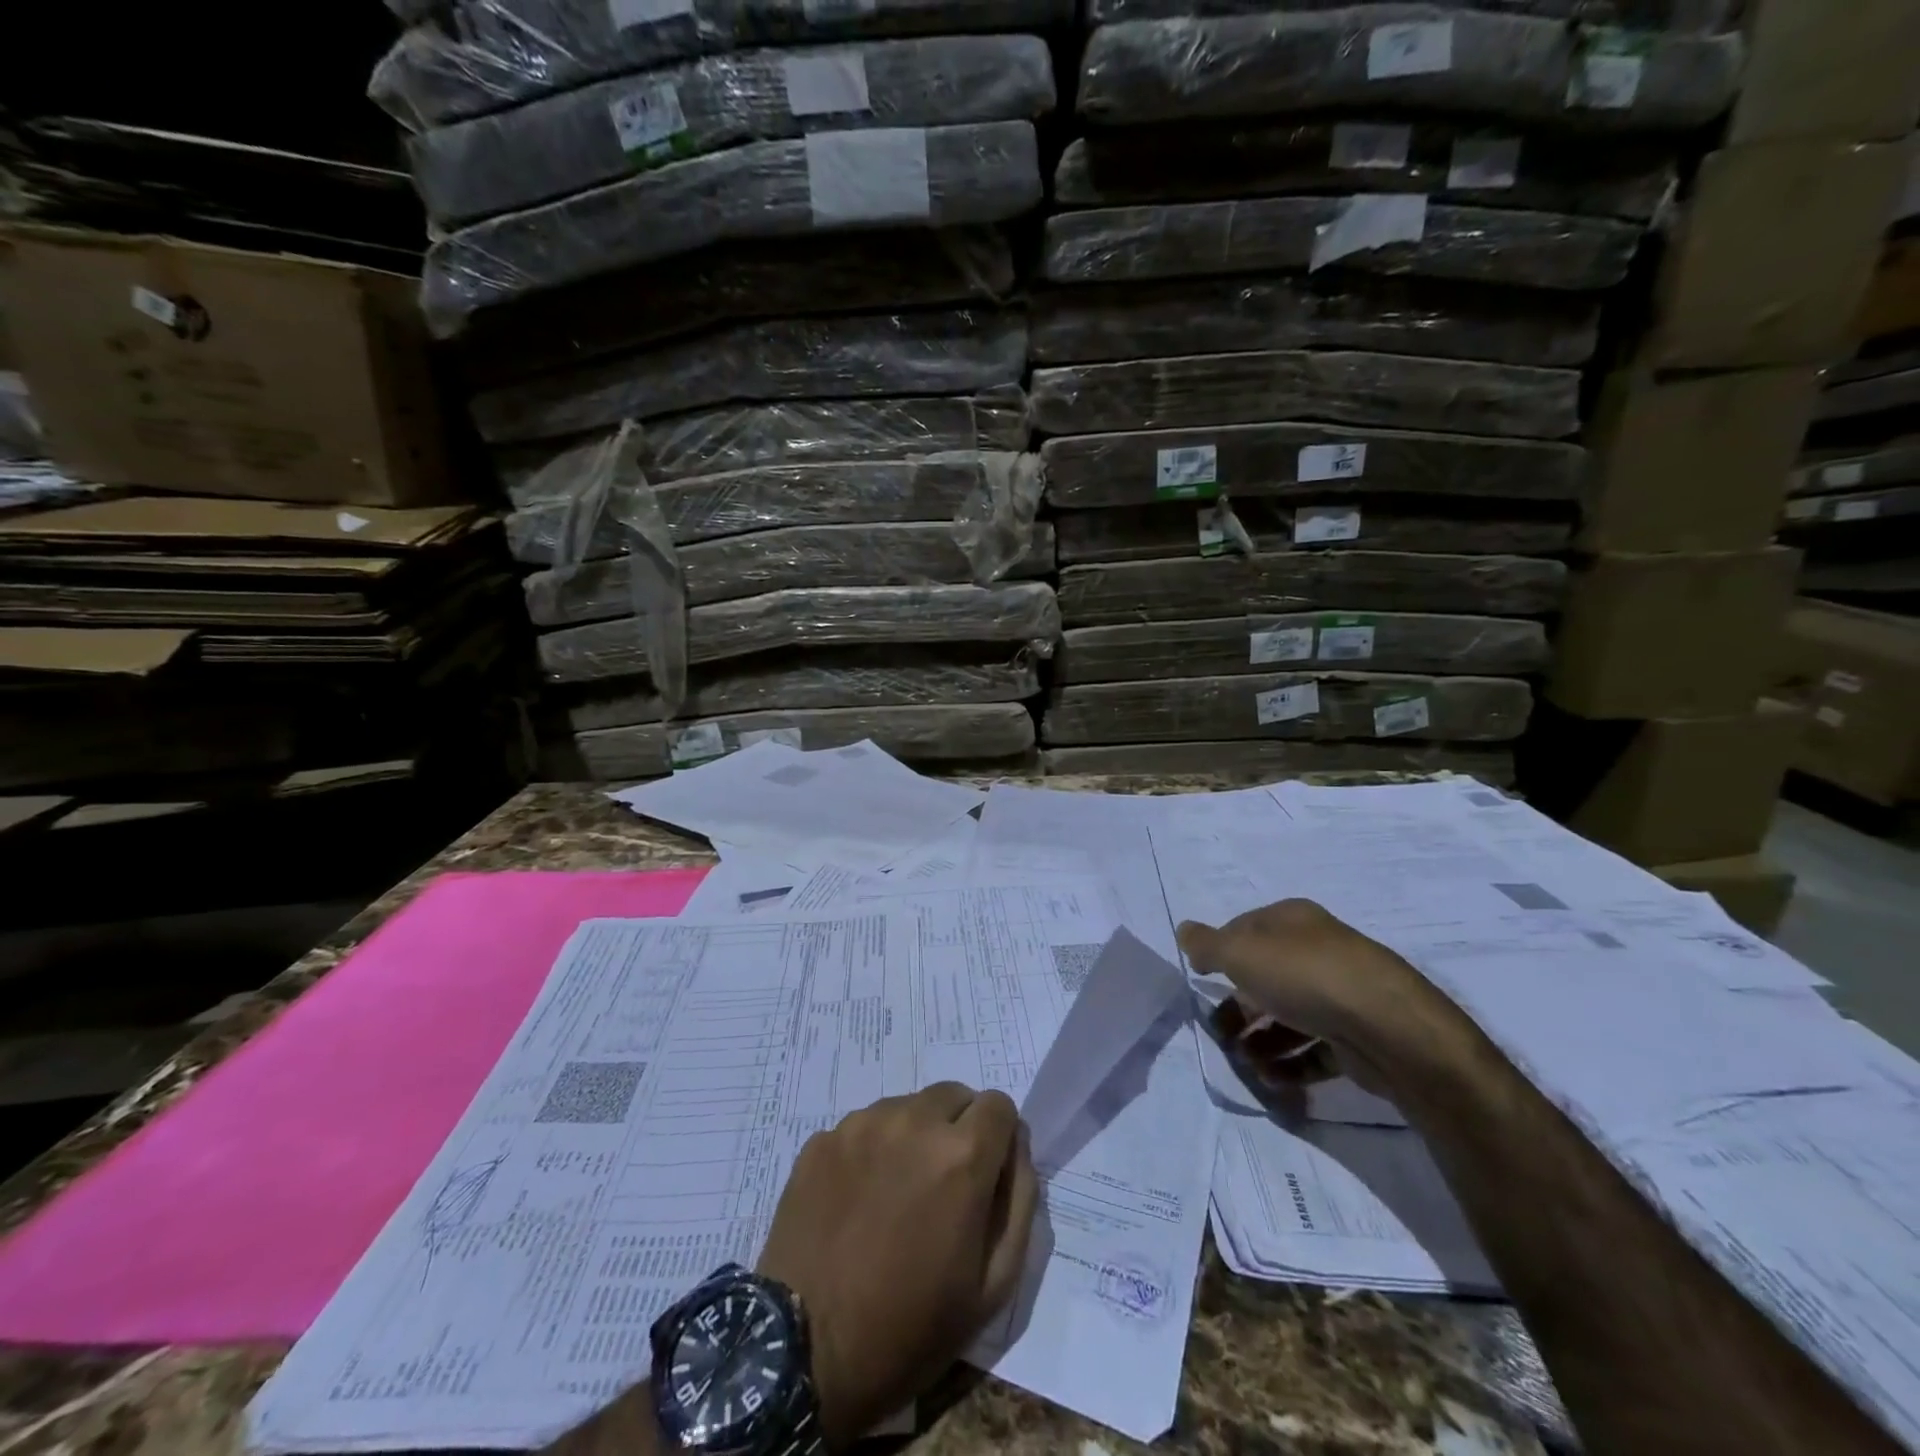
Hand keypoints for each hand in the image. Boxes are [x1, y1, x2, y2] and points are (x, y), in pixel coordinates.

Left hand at [756, 1083, 1038, 1449]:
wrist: (802, 1355)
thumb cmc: (910, 1328)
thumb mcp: (993, 1285)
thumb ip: (1018, 1200)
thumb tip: (1016, 1145)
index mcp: (961, 1154)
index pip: (999, 1105)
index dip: (999, 1139)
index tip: (986, 1175)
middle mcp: (913, 1120)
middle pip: (953, 1096)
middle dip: (958, 1130)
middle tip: (941, 1187)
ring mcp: (861, 1125)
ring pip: (907, 1107)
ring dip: (914, 1136)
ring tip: (895, 1195)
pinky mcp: (822, 1139)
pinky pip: (864, 1127)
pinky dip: (872, 1150)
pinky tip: (858, 1201)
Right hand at [1178, 898, 1464, 1098]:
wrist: (1389, 1029)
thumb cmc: (1305, 976)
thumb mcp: (1241, 952)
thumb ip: (1207, 944)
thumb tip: (1184, 931)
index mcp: (1292, 921)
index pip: (1245, 929)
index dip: (1220, 953)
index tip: (1201, 979)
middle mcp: (1318, 951)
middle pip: (1266, 977)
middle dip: (1237, 1007)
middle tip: (1219, 1034)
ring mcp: (1340, 995)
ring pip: (1289, 1016)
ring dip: (1261, 1040)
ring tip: (1246, 1063)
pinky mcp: (1356, 1037)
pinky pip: (1314, 1049)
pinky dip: (1290, 1064)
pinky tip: (1272, 1079)